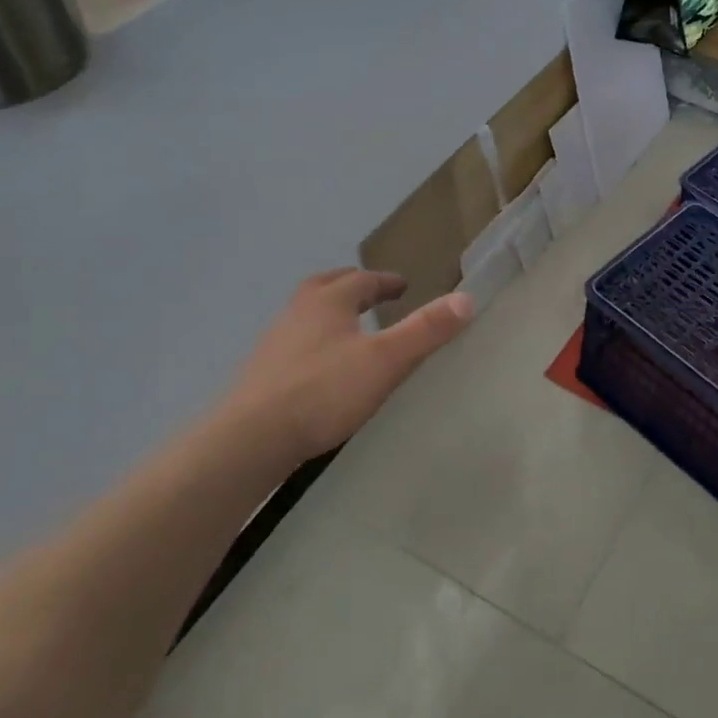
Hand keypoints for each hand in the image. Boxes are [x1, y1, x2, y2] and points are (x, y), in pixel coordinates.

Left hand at [212, 270, 473, 464]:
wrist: (251, 438)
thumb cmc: (323, 391)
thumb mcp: (386, 360)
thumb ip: (426, 330)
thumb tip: (466, 299)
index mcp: (328, 301)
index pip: (361, 280)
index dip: (385, 281)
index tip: (402, 286)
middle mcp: (298, 312)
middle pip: (326, 287)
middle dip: (351, 286)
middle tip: (371, 294)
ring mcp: (275, 342)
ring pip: (306, 314)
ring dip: (329, 312)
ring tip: (349, 329)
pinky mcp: (262, 373)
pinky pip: (295, 343)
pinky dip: (314, 341)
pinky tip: (322, 368)